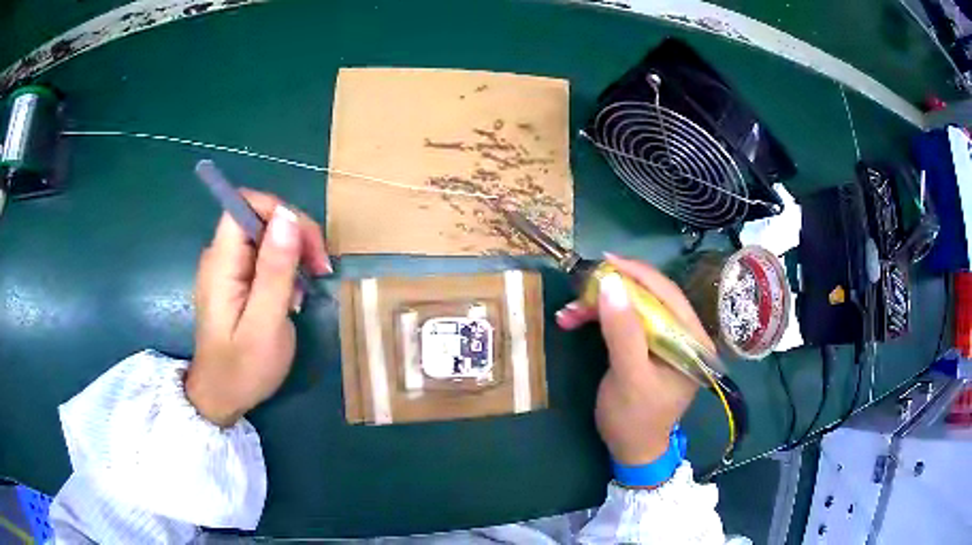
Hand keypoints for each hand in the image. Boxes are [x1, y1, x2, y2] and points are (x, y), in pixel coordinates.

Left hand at [186, 189, 331, 426]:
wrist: (221, 397)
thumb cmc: (242, 368)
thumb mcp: (265, 324)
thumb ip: (275, 270)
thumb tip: (288, 216)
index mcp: (222, 261)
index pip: (246, 204)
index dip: (280, 211)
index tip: (307, 245)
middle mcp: (221, 255)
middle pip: (260, 216)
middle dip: (294, 234)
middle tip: (320, 270)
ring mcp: (227, 267)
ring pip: (265, 235)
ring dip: (294, 252)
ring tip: (309, 286)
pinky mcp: (236, 280)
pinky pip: (263, 256)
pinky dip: (285, 267)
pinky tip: (294, 294)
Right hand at [556, 254, 712, 465]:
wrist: (631, 450)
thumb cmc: (635, 419)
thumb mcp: (629, 377)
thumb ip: (623, 332)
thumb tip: (611, 282)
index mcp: (693, 341)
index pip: (668, 295)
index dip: (638, 274)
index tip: (605, 261)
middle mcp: (685, 335)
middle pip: (650, 298)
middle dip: (613, 292)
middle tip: (579, 290)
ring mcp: (667, 339)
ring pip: (635, 307)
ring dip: (601, 306)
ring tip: (569, 313)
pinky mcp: (649, 345)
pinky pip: (627, 320)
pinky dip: (602, 318)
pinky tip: (577, 320)